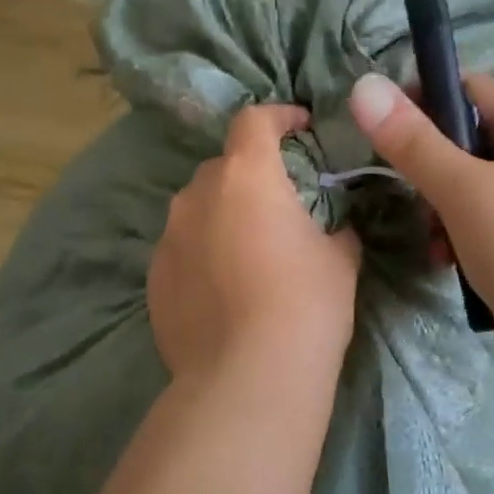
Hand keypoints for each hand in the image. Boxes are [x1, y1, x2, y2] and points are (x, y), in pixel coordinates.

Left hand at [148, 104, 362, 385]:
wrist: (249, 376)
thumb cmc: (306, 305)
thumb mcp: (340, 260)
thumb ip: (335, 230)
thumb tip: (332, 230)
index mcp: (246, 177)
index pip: (254, 121)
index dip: (278, 117)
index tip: (298, 126)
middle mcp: (197, 197)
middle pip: (222, 168)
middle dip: (250, 176)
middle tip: (278, 205)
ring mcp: (168, 239)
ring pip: (196, 211)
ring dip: (221, 217)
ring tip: (247, 252)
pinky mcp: (154, 281)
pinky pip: (181, 252)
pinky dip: (201, 256)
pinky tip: (222, 290)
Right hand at [347, 73, 493, 348]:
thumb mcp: (462, 188)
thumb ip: (413, 142)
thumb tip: (364, 87)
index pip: (472, 88)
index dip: (426, 96)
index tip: (386, 125)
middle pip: (466, 142)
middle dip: (429, 166)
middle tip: (408, 192)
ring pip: (467, 188)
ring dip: (438, 209)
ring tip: (431, 238)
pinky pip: (478, 226)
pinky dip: (455, 237)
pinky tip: (445, 261)